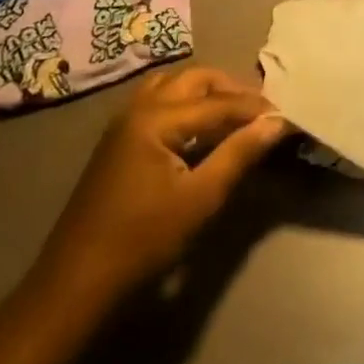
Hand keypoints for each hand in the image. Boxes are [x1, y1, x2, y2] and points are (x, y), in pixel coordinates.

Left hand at [37, 66, 290, 298]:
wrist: (76, 283)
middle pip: (196, 80)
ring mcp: (124, 121)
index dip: (256, 109)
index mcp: (157, 118)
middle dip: (232, 90)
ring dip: (207, 91)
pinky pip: (159, 99)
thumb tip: (276, 123)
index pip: (219, 103)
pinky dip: (185, 101)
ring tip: (234, 114)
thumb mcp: (199, 200)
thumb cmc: (142, 241)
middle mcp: (139, 107)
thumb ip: (239, 155)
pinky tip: (199, 126)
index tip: (287, 116)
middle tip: (262, 112)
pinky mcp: (119, 138)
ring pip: (174, 85)